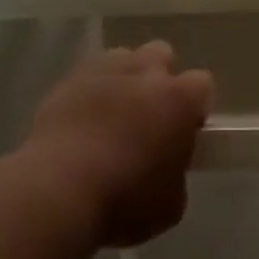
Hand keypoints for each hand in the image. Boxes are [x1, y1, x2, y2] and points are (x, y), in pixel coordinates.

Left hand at [21, 42, 212, 247]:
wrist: (57, 193)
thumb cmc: (124, 201)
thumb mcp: (171, 204)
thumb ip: (176, 173)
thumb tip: (166, 166)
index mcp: (180, 99)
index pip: (202, 84)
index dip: (195, 107)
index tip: (185, 132)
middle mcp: (145, 73)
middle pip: (161, 55)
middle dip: (159, 79)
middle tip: (149, 117)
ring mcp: (103, 73)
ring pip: (122, 58)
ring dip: (123, 80)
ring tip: (112, 116)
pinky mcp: (66, 83)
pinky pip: (85, 78)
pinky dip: (88, 94)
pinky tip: (80, 124)